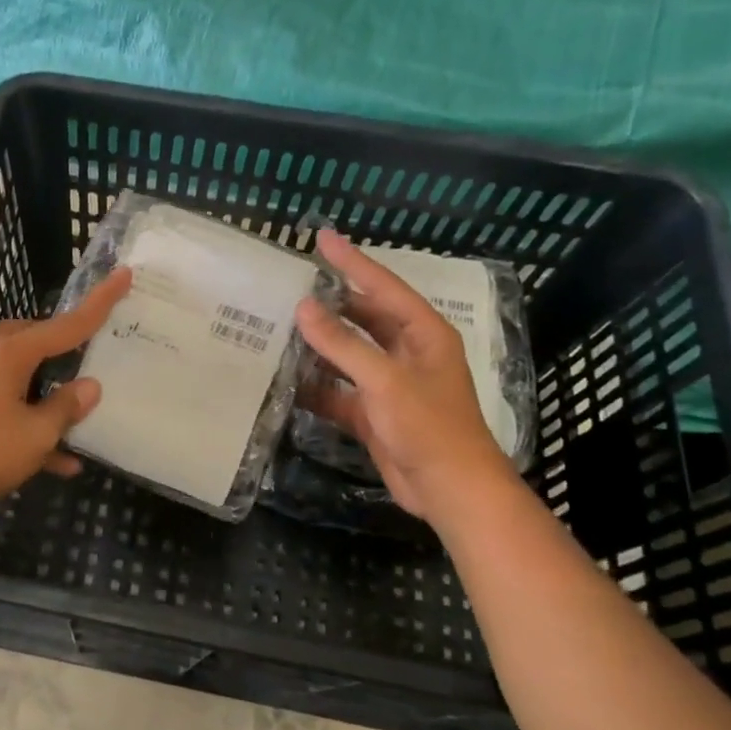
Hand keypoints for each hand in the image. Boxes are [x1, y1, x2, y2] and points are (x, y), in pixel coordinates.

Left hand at [0, 269, 131, 511]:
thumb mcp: (36, 433)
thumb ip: (66, 408)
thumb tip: (90, 387)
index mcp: (15, 354)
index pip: (69, 324)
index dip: (100, 303)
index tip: (124, 274)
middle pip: (40, 342)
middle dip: (67, 345)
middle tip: (93, 349)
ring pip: (30, 379)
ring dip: (55, 396)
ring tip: (84, 411)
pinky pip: (17, 413)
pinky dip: (38, 430)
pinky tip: (64, 463)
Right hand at [294, 230, 516, 528]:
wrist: (451, 491)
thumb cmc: (428, 426)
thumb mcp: (384, 380)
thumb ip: (343, 343)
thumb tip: (304, 307)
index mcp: (423, 333)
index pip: (382, 286)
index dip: (352, 261)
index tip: (321, 237)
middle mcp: (407, 353)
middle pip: (364, 319)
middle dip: (330, 306)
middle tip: (290, 289)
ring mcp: (390, 384)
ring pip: (348, 356)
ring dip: (319, 348)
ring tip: (279, 330)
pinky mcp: (375, 413)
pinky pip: (340, 391)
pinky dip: (318, 387)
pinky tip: (288, 381)